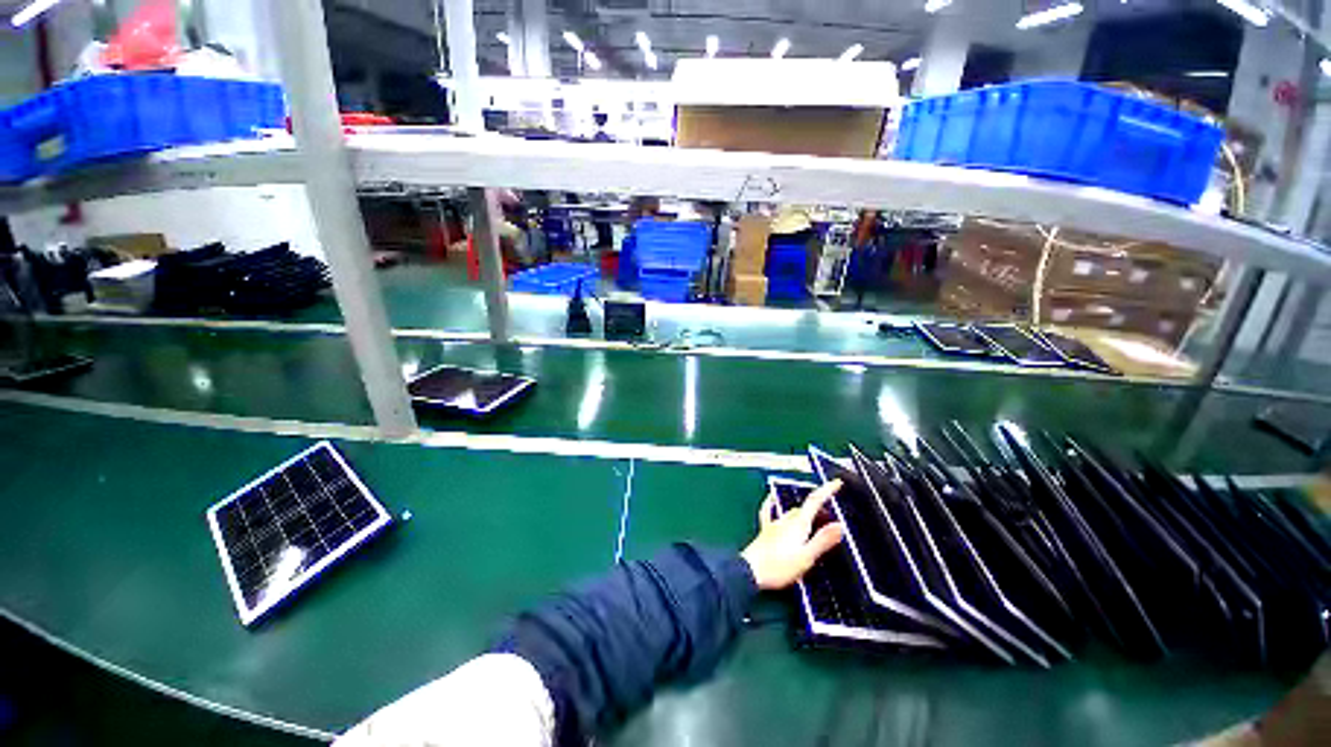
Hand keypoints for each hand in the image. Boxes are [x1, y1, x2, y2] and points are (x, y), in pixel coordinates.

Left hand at [741, 479, 845, 590]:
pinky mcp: (765, 532)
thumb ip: (822, 541)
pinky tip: (769, 499)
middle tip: (830, 514)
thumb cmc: (779, 567)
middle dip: (818, 507)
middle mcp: (786, 520)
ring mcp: (774, 524)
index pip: (814, 501)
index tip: (837, 482)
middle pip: (804, 508)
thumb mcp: (806, 557)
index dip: (826, 490)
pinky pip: (769, 512)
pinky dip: (771, 504)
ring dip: (803, 511)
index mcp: (798, 524)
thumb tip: (839, 525)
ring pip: (791, 512)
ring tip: (813, 516)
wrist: (750, 571)